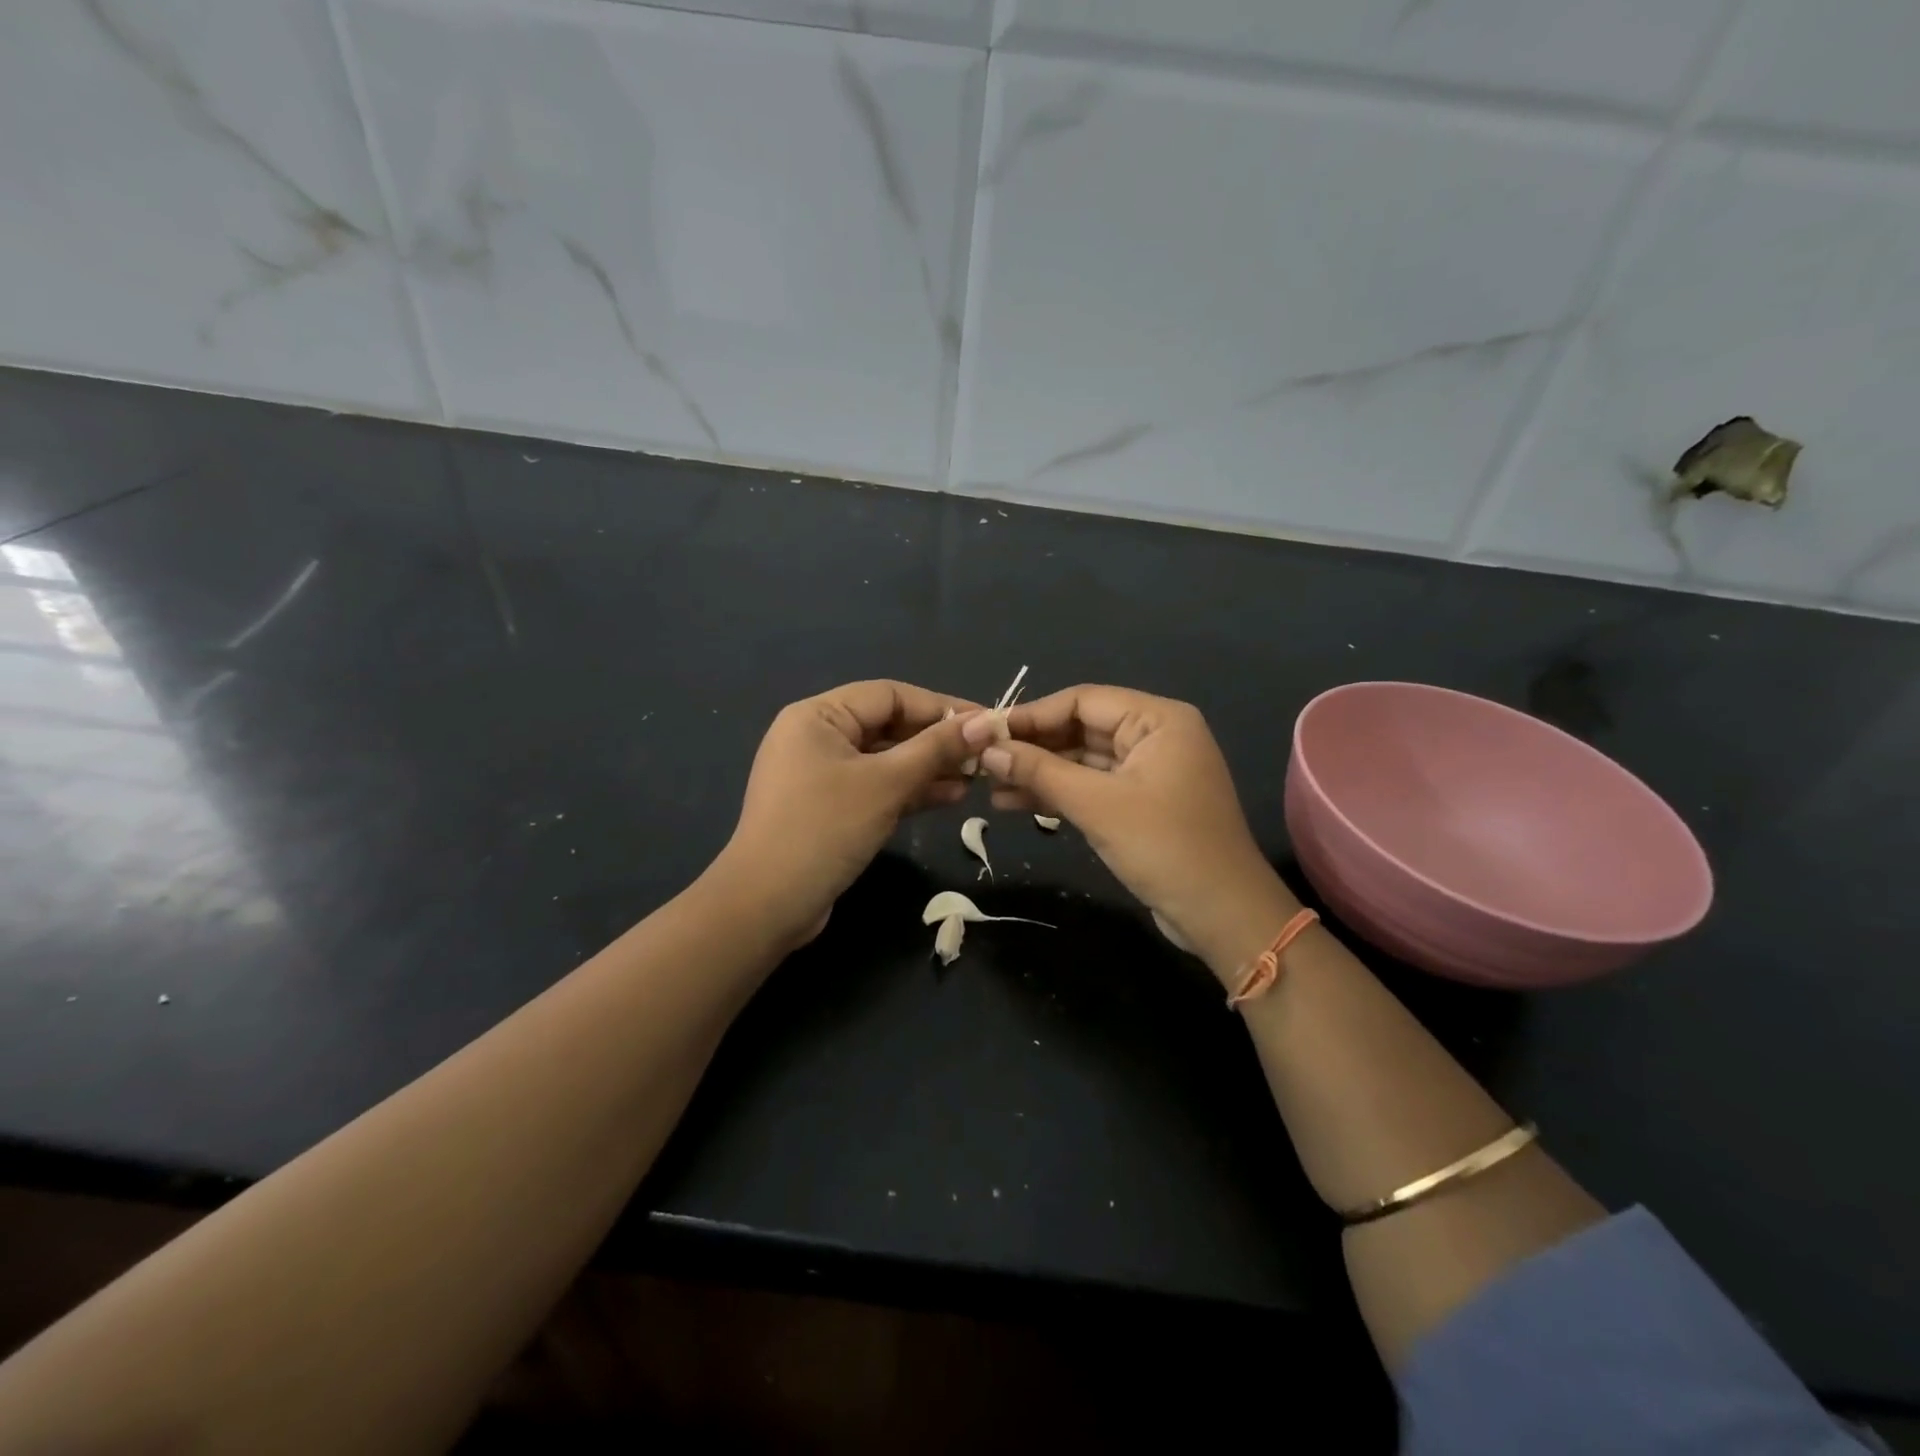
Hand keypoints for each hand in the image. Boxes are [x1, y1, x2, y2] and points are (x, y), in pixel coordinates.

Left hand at [719, 680, 980, 946]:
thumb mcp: (885, 784)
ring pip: (885, 760)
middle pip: (888, 726)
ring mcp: (821, 776)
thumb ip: (936, 749)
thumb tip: (986, 722)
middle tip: (985, 754)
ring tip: (976, 778)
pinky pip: (876, 788)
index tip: (985, 722)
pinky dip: (910, 790)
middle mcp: (816, 738)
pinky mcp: (829, 810)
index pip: (889, 695)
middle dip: (937, 740)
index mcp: (818, 716)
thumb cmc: (825, 828)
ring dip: (929, 768)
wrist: (767, 905)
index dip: (940, 706)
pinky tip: (951, 797)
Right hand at [962, 685, 1298, 979]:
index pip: (1082, 700)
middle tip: (982, 761)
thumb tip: (988, 749)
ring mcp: (1149, 771)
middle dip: (1032, 746)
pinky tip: (1016, 802)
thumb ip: (1041, 771)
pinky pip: (1092, 786)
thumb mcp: (1097, 805)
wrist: (1223, 915)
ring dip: (1039, 772)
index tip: (986, 731)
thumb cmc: (1165, 847)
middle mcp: (1155, 736)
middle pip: (1081, 728)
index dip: (1031, 715)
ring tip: (990, 786)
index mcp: (1157, 719)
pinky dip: (1058, 793)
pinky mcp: (1141, 803)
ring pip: (1082, 760)